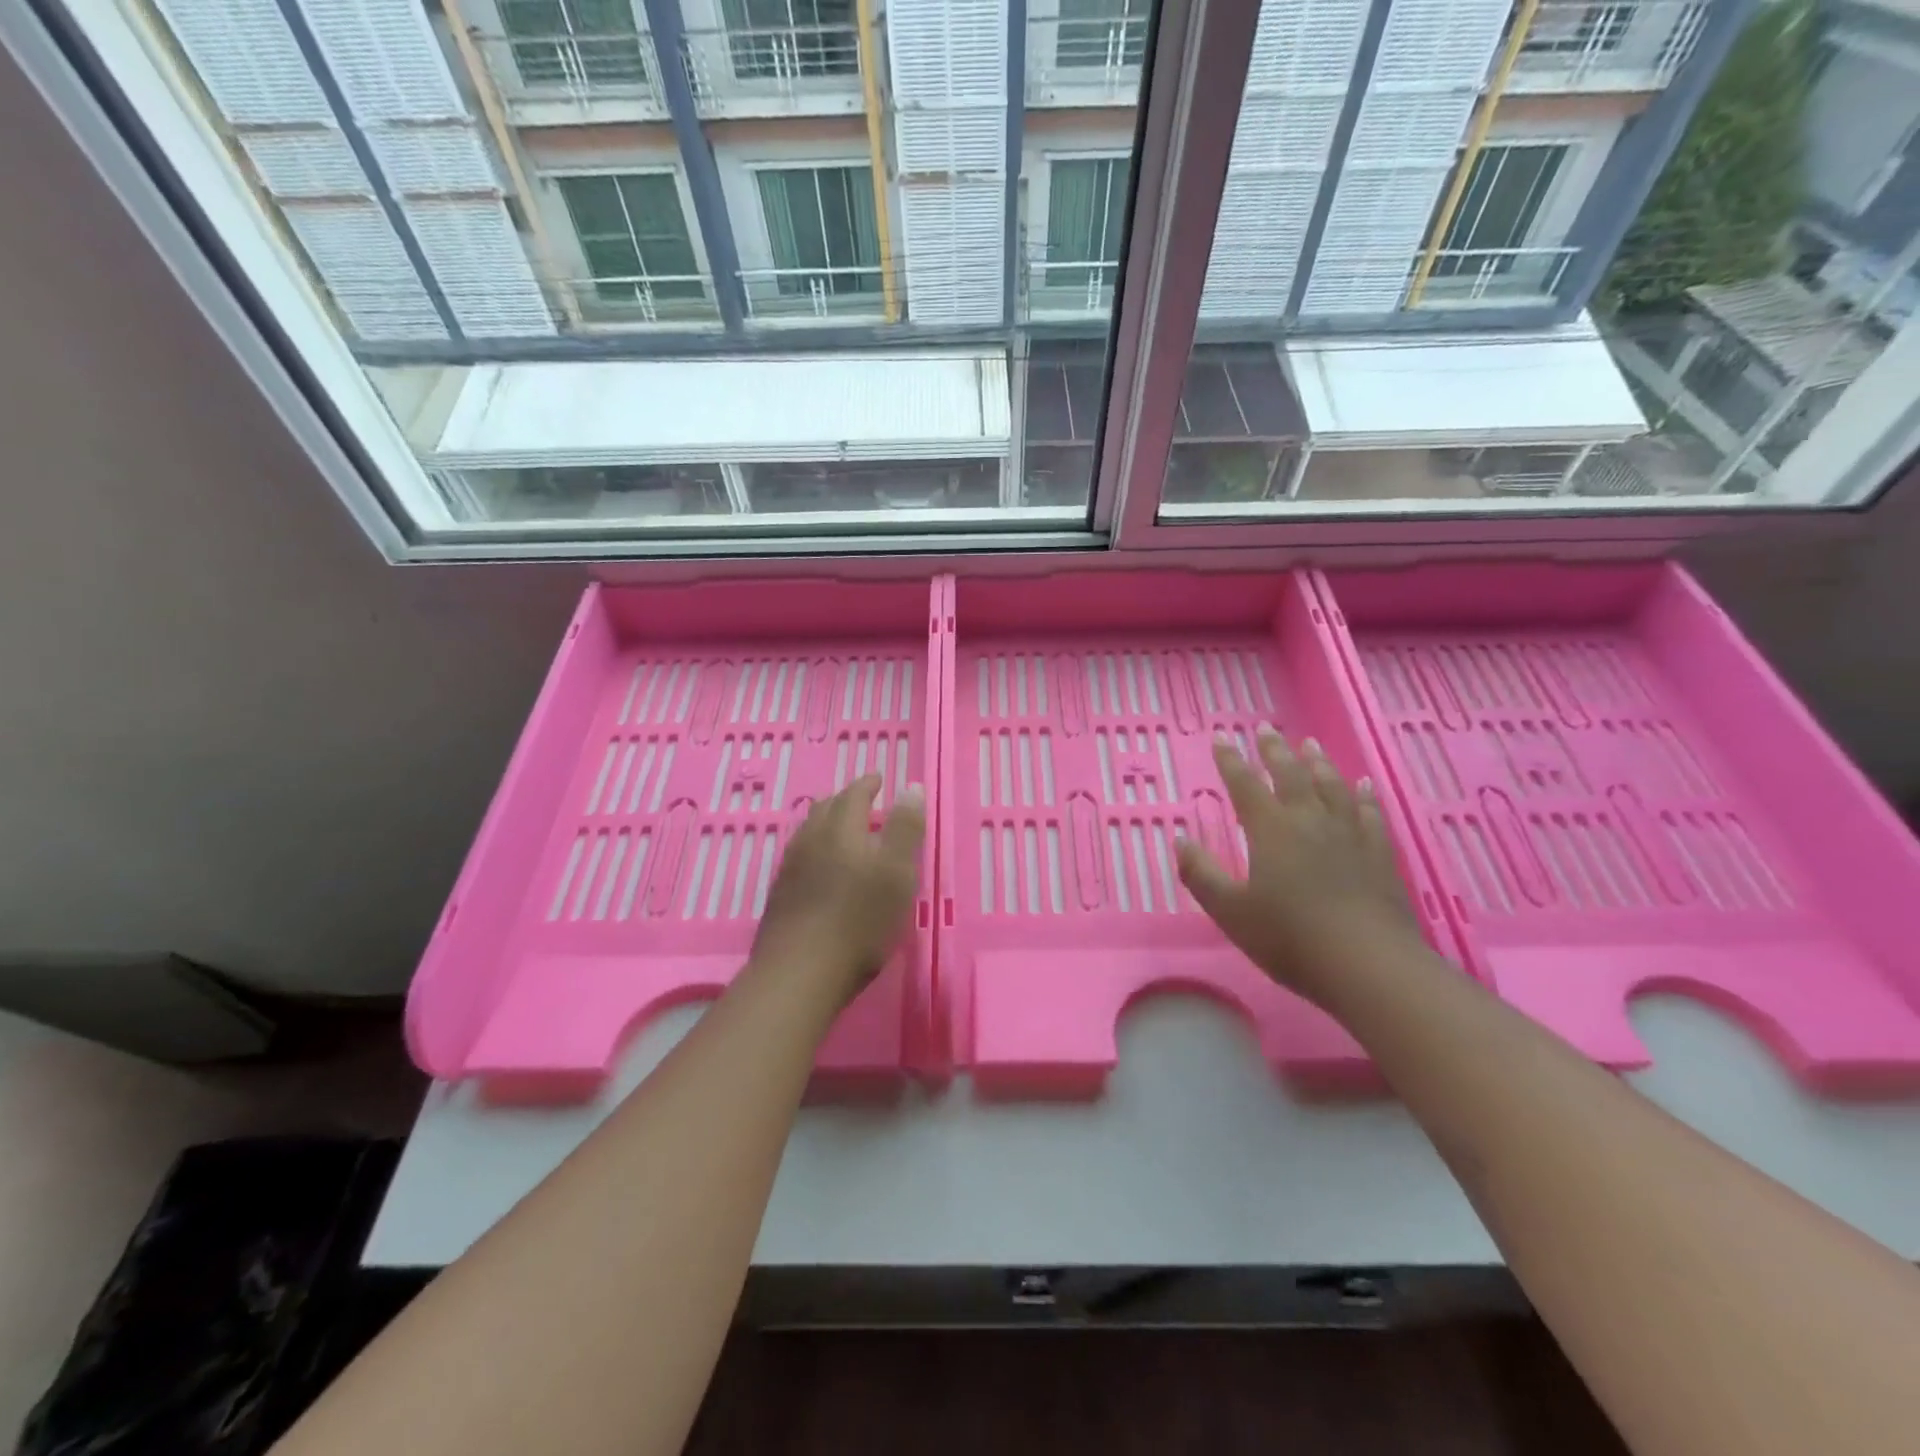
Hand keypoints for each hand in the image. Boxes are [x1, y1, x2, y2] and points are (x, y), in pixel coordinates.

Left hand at [750, 774, 924, 1006]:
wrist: (800, 973)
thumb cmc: (859, 920)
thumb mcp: (897, 873)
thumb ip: (905, 829)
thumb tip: (910, 787)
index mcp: (841, 829)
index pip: (853, 795)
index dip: (867, 785)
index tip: (877, 779)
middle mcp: (811, 840)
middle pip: (825, 810)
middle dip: (845, 801)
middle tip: (862, 802)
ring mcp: (790, 869)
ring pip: (809, 833)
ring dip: (827, 824)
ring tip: (842, 832)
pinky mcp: (780, 896)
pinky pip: (799, 858)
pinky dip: (816, 851)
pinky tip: (821, 870)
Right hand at [1176, 727, 1422, 1006]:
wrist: (1368, 965)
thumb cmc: (1289, 938)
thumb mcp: (1230, 911)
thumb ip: (1202, 874)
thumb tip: (1180, 840)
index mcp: (1271, 830)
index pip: (1245, 784)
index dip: (1230, 759)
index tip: (1221, 736)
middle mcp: (1309, 821)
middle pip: (1290, 775)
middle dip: (1274, 750)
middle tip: (1266, 728)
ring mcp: (1349, 835)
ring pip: (1331, 786)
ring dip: (1318, 763)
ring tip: (1309, 745)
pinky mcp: (1379, 854)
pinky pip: (1369, 813)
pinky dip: (1363, 796)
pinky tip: (1362, 787)